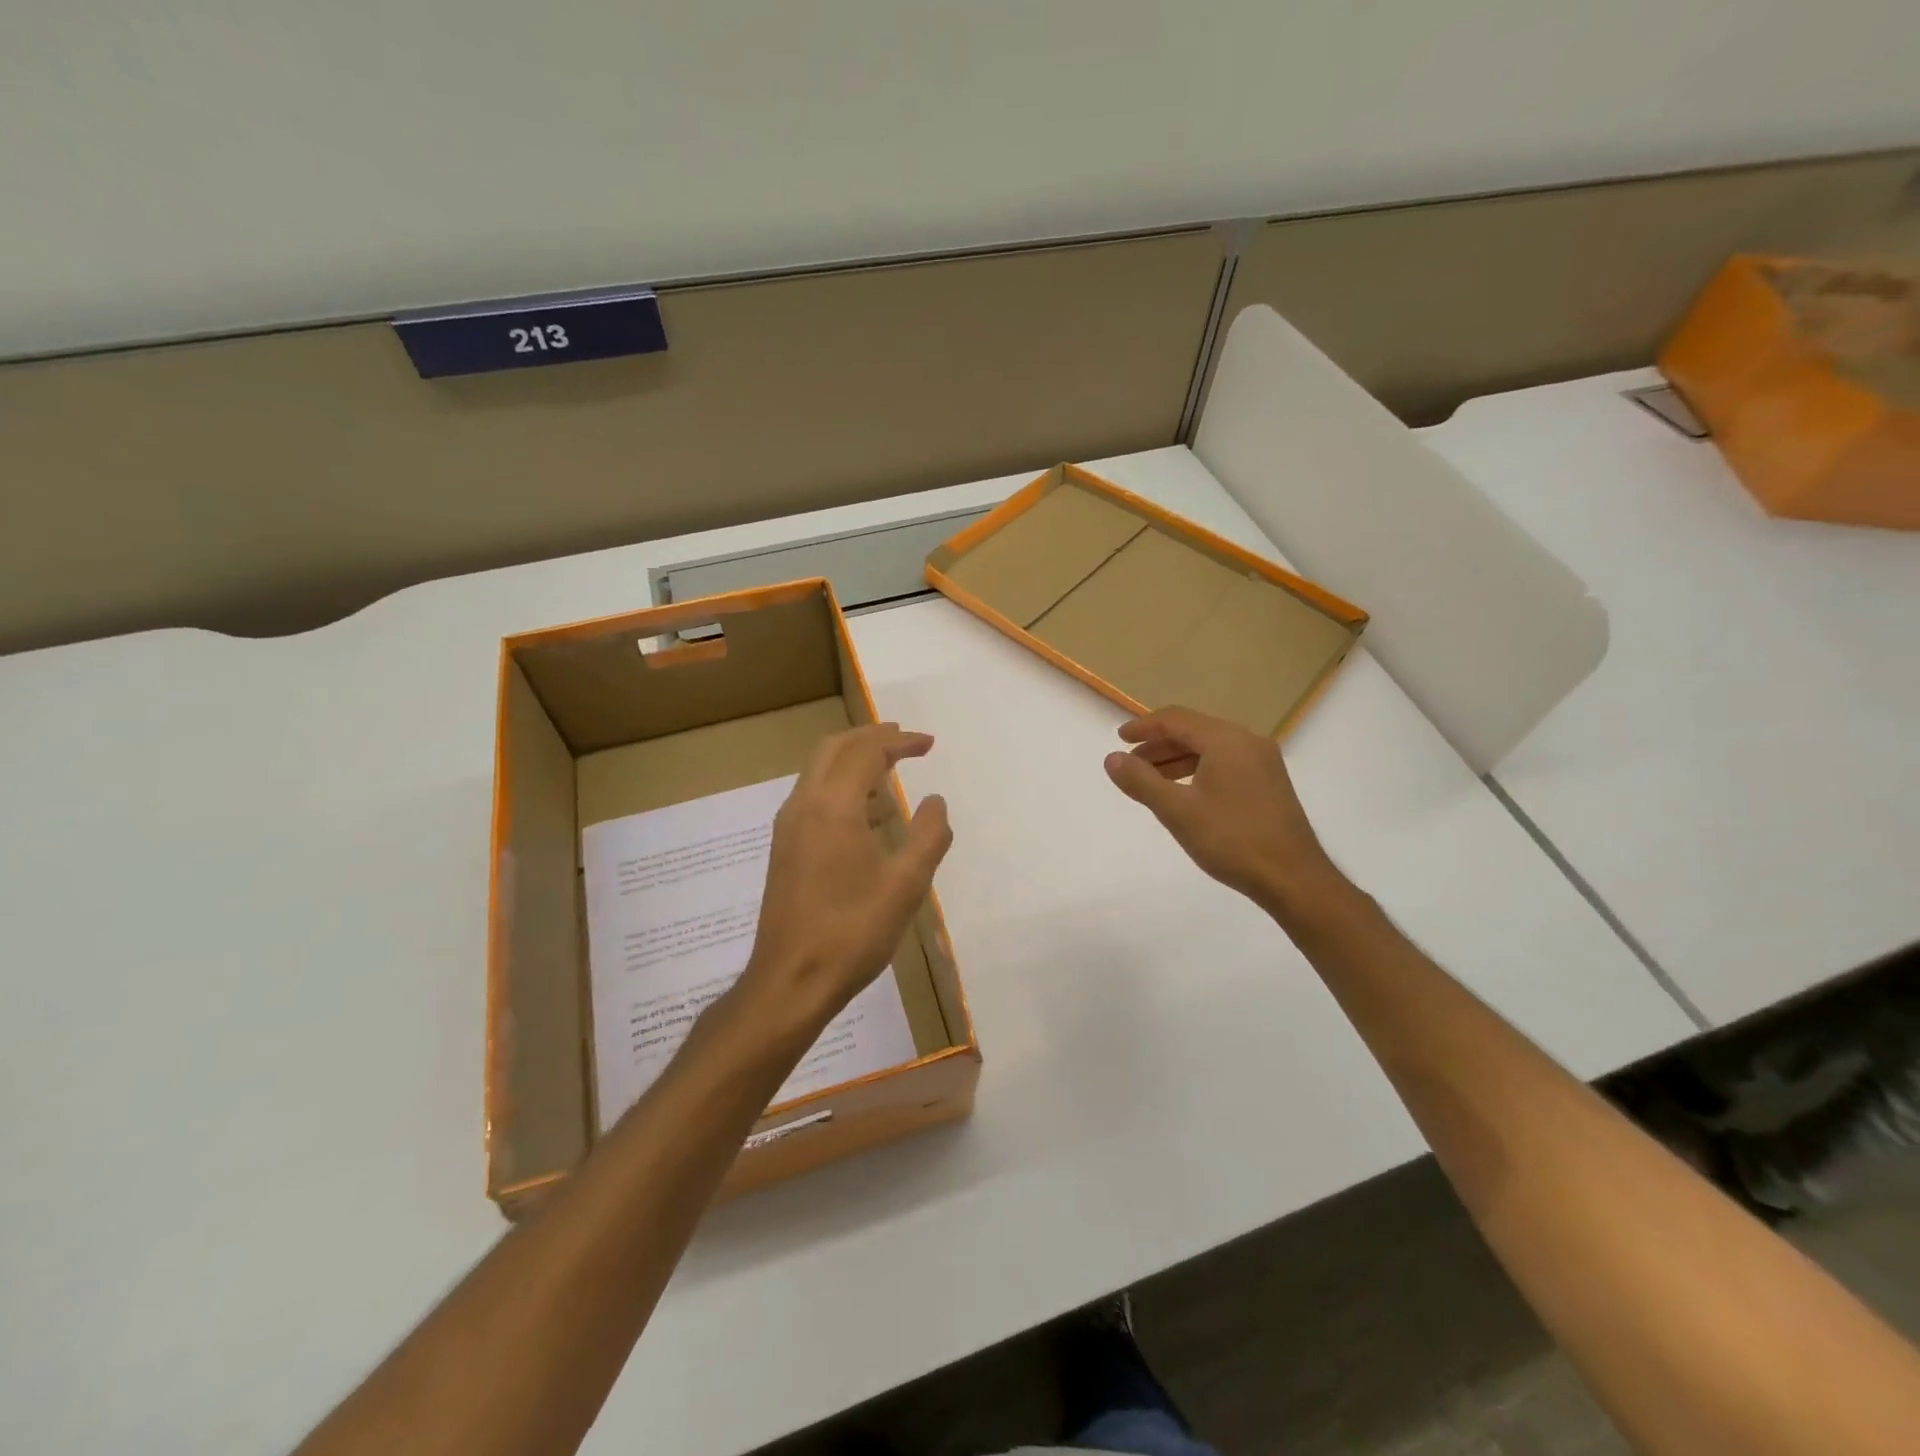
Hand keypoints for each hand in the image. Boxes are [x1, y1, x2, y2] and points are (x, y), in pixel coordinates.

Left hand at [744, 724, 952, 1031]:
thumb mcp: (906, 885)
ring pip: (819, 771)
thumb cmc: (853, 931)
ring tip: (890, 771)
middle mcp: (804, 805)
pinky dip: (841, 786)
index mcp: (833, 807)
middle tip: (906, 741)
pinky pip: (813, 796)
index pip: (867, 751)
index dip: (900, 741)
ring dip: (854, 760)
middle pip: (835, 748)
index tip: (930, 744)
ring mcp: (788, 827)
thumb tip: (934, 801)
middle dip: (872, 738)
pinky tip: (867, 814)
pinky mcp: (784, 848)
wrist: (790, 981)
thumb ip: (928, 835)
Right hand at [1104, 706, 1343, 916]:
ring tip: (1150, 780)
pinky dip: (1198, 769)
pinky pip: (1225, 762)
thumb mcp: (1177, 811)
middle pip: (1194, 730)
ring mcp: (1263, 761)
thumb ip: (1141, 781)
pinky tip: (1185, 792)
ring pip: (1210, 747)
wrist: (1293, 878)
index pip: (1176, 720)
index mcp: (1226, 740)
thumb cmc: (1232, 840)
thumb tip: (1112, 759)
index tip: (1119, 739)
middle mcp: (1247, 741)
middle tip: (1130, 764)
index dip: (1144, 727)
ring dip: (1177, 758)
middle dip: (1158, 745)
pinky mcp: (1269, 782)